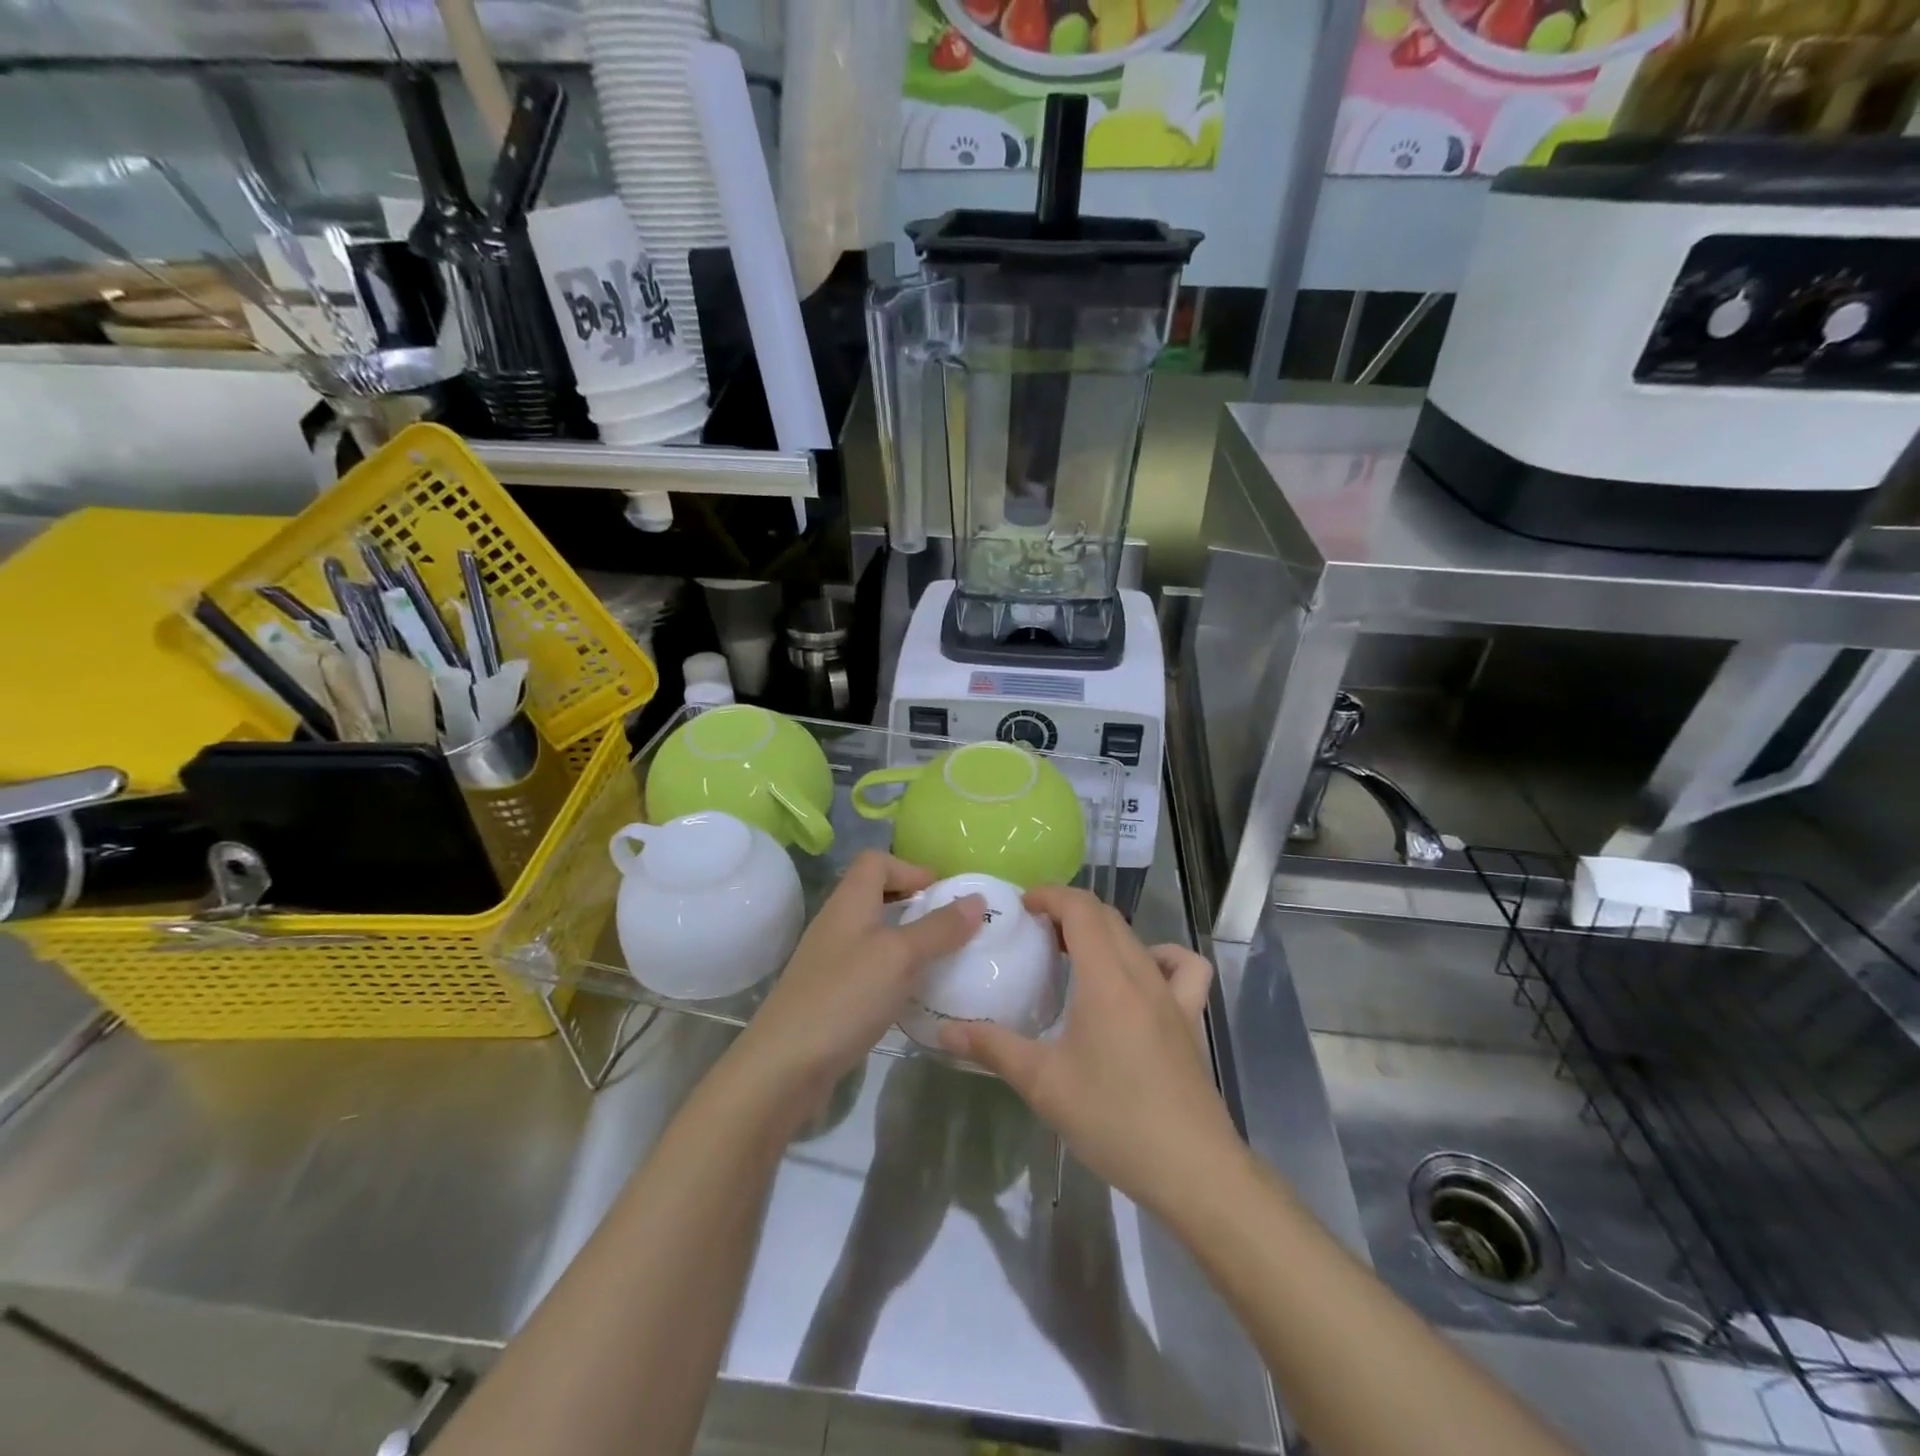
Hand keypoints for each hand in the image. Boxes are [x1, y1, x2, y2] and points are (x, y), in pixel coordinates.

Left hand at [730, 851, 983, 1117]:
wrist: (784, 1066)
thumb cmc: (844, 997)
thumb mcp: (900, 956)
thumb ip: (939, 927)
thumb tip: (977, 898)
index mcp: (849, 902)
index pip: (876, 861)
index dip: (910, 868)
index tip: (942, 894)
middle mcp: (837, 923)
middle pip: (875, 895)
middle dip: (914, 905)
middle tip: (949, 927)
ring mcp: (830, 961)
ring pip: (874, 934)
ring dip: (906, 940)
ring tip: (940, 961)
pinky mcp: (830, 995)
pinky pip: (868, 969)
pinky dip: (894, 973)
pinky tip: (912, 996)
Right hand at [939, 886, 1238, 1217]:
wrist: (1191, 1169)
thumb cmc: (1113, 1119)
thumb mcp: (1043, 1084)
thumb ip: (993, 1049)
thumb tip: (945, 1033)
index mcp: (1106, 979)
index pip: (1081, 909)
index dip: (1050, 896)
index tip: (1021, 907)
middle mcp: (1142, 974)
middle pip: (1107, 917)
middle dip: (1069, 912)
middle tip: (1035, 934)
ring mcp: (1173, 996)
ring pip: (1137, 938)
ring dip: (1104, 932)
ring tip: (1076, 955)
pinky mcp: (1190, 1019)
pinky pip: (1184, 968)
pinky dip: (1160, 957)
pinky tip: (1141, 979)